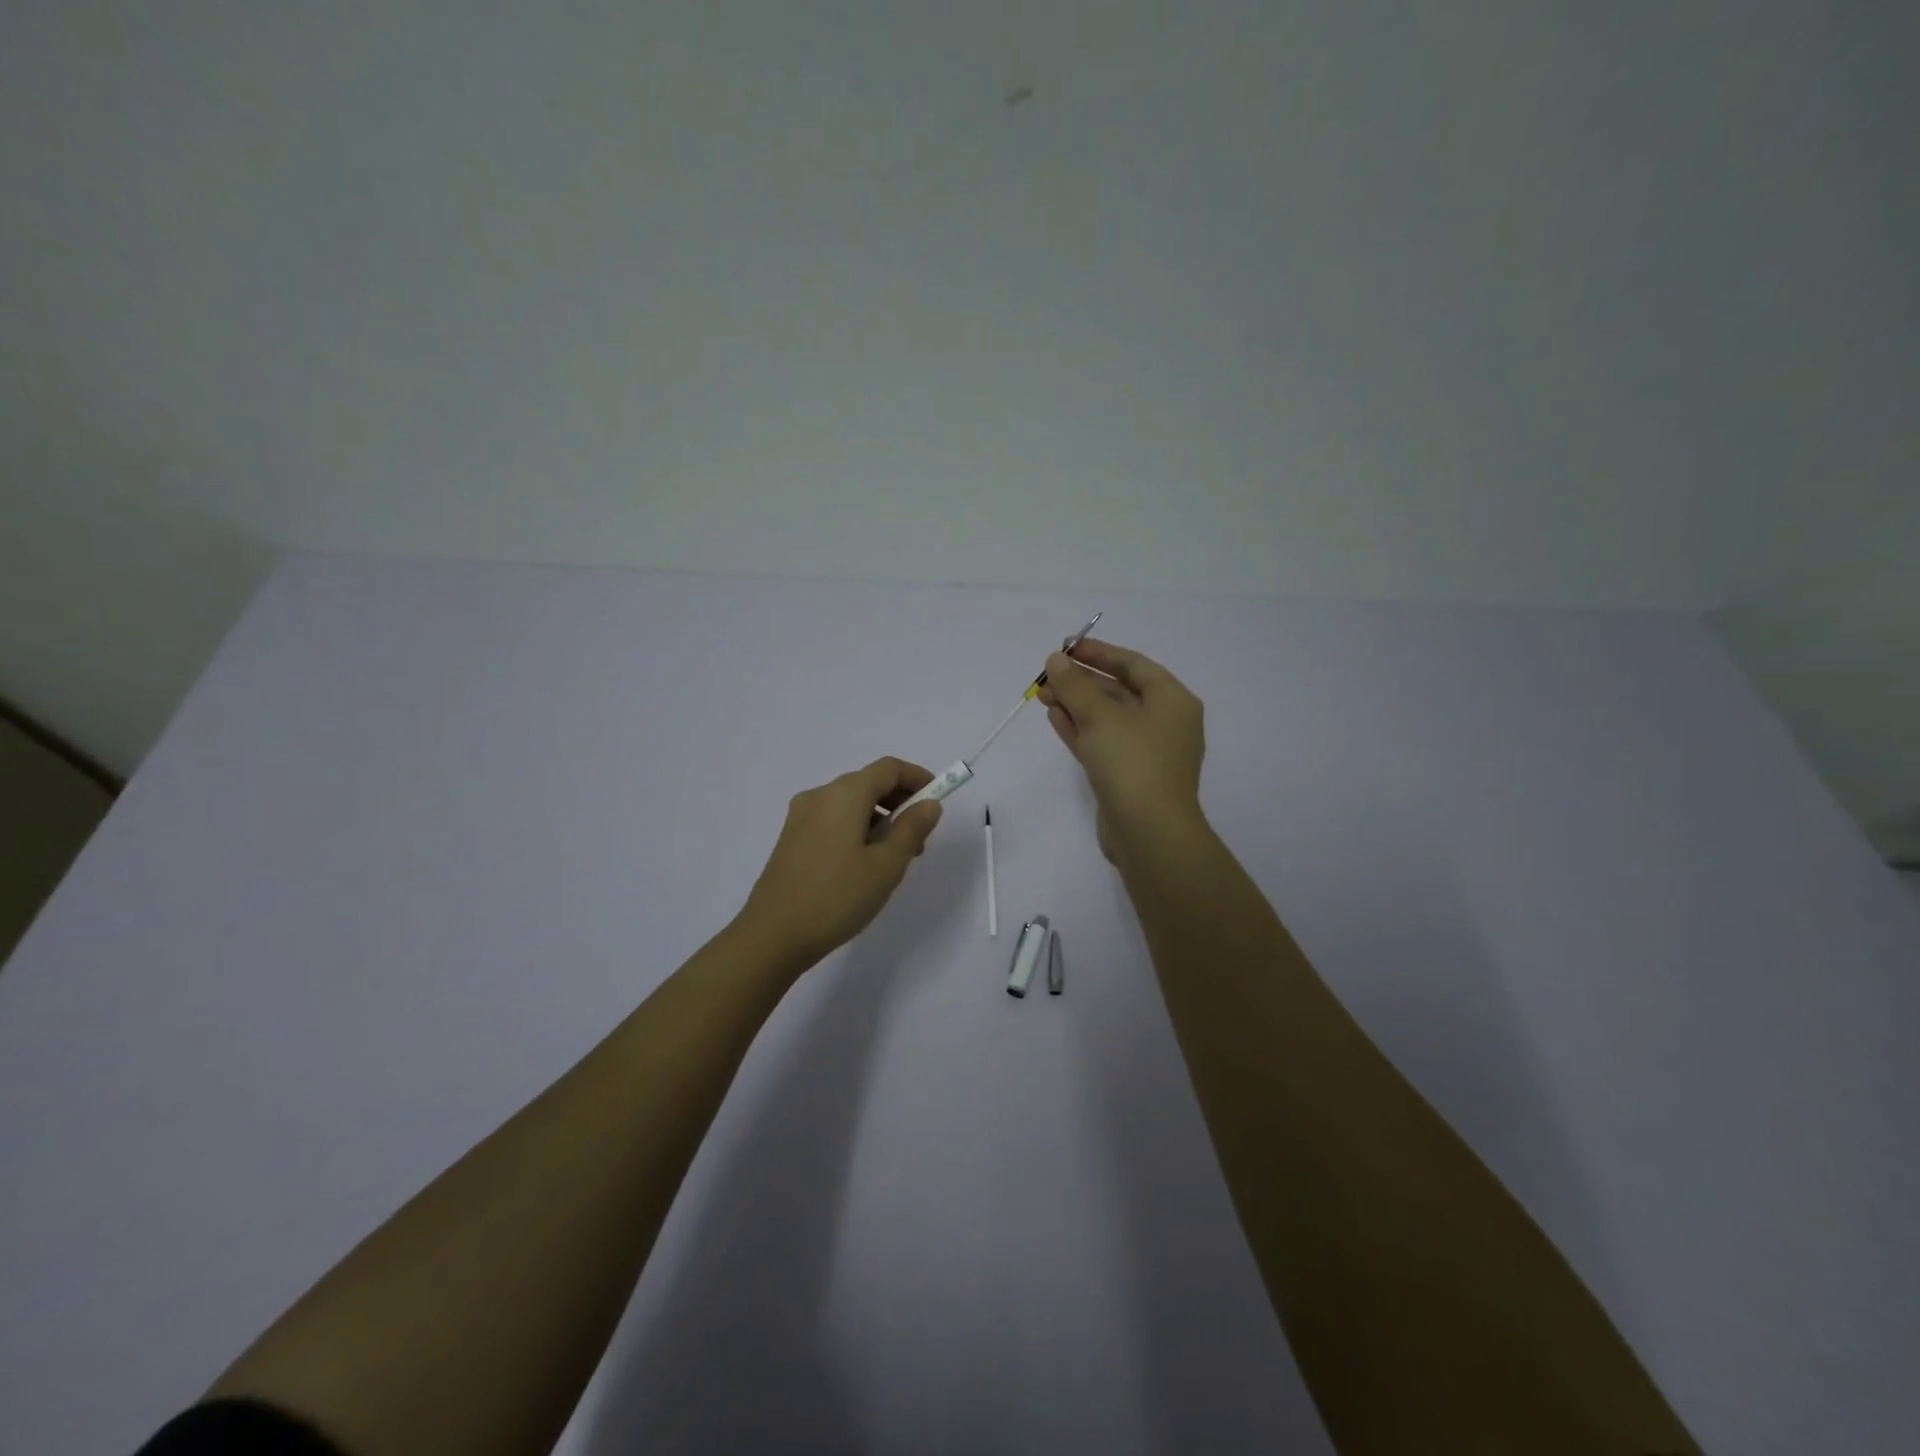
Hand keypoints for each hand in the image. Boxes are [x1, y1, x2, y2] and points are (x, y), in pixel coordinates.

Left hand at [736, 757, 944, 968]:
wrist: (772, 936)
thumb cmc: (836, 897)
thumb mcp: (886, 865)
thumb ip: (912, 829)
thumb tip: (929, 804)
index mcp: (844, 794)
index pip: (889, 768)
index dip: (918, 778)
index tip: (938, 800)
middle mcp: (820, 795)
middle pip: (869, 783)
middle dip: (900, 801)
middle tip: (920, 837)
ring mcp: (801, 816)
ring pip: (851, 803)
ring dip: (879, 818)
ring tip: (895, 858)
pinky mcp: (791, 838)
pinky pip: (833, 820)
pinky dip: (857, 829)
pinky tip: (864, 864)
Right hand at [1037, 639, 1205, 862]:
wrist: (1149, 833)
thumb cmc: (1132, 762)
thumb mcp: (1100, 716)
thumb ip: (1075, 685)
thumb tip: (1056, 660)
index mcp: (1172, 700)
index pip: (1133, 664)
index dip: (1098, 653)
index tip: (1066, 647)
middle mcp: (1164, 722)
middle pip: (1119, 691)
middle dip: (1081, 682)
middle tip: (1048, 674)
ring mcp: (1147, 752)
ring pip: (1107, 718)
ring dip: (1076, 705)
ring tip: (1043, 694)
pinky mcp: (1129, 776)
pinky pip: (1103, 742)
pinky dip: (1080, 729)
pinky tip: (1054, 716)